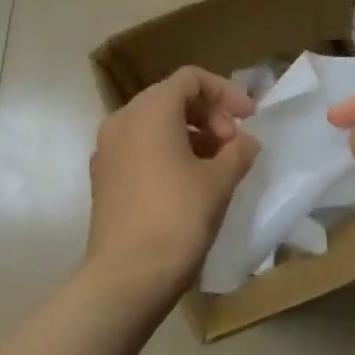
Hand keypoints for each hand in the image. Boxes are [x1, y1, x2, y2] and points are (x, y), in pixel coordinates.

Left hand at [85, 67, 260, 307]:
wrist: (126, 276)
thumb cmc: (177, 218)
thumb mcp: (219, 181)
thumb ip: (238, 151)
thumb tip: (245, 142)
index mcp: (150, 110)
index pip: (190, 79)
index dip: (225, 92)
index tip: (249, 118)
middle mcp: (122, 120)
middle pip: (171, 98)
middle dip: (208, 114)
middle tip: (234, 144)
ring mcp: (107, 149)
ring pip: (154, 124)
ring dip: (190, 134)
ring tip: (217, 164)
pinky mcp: (104, 177)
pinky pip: (139, 148)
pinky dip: (167, 152)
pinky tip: (189, 182)